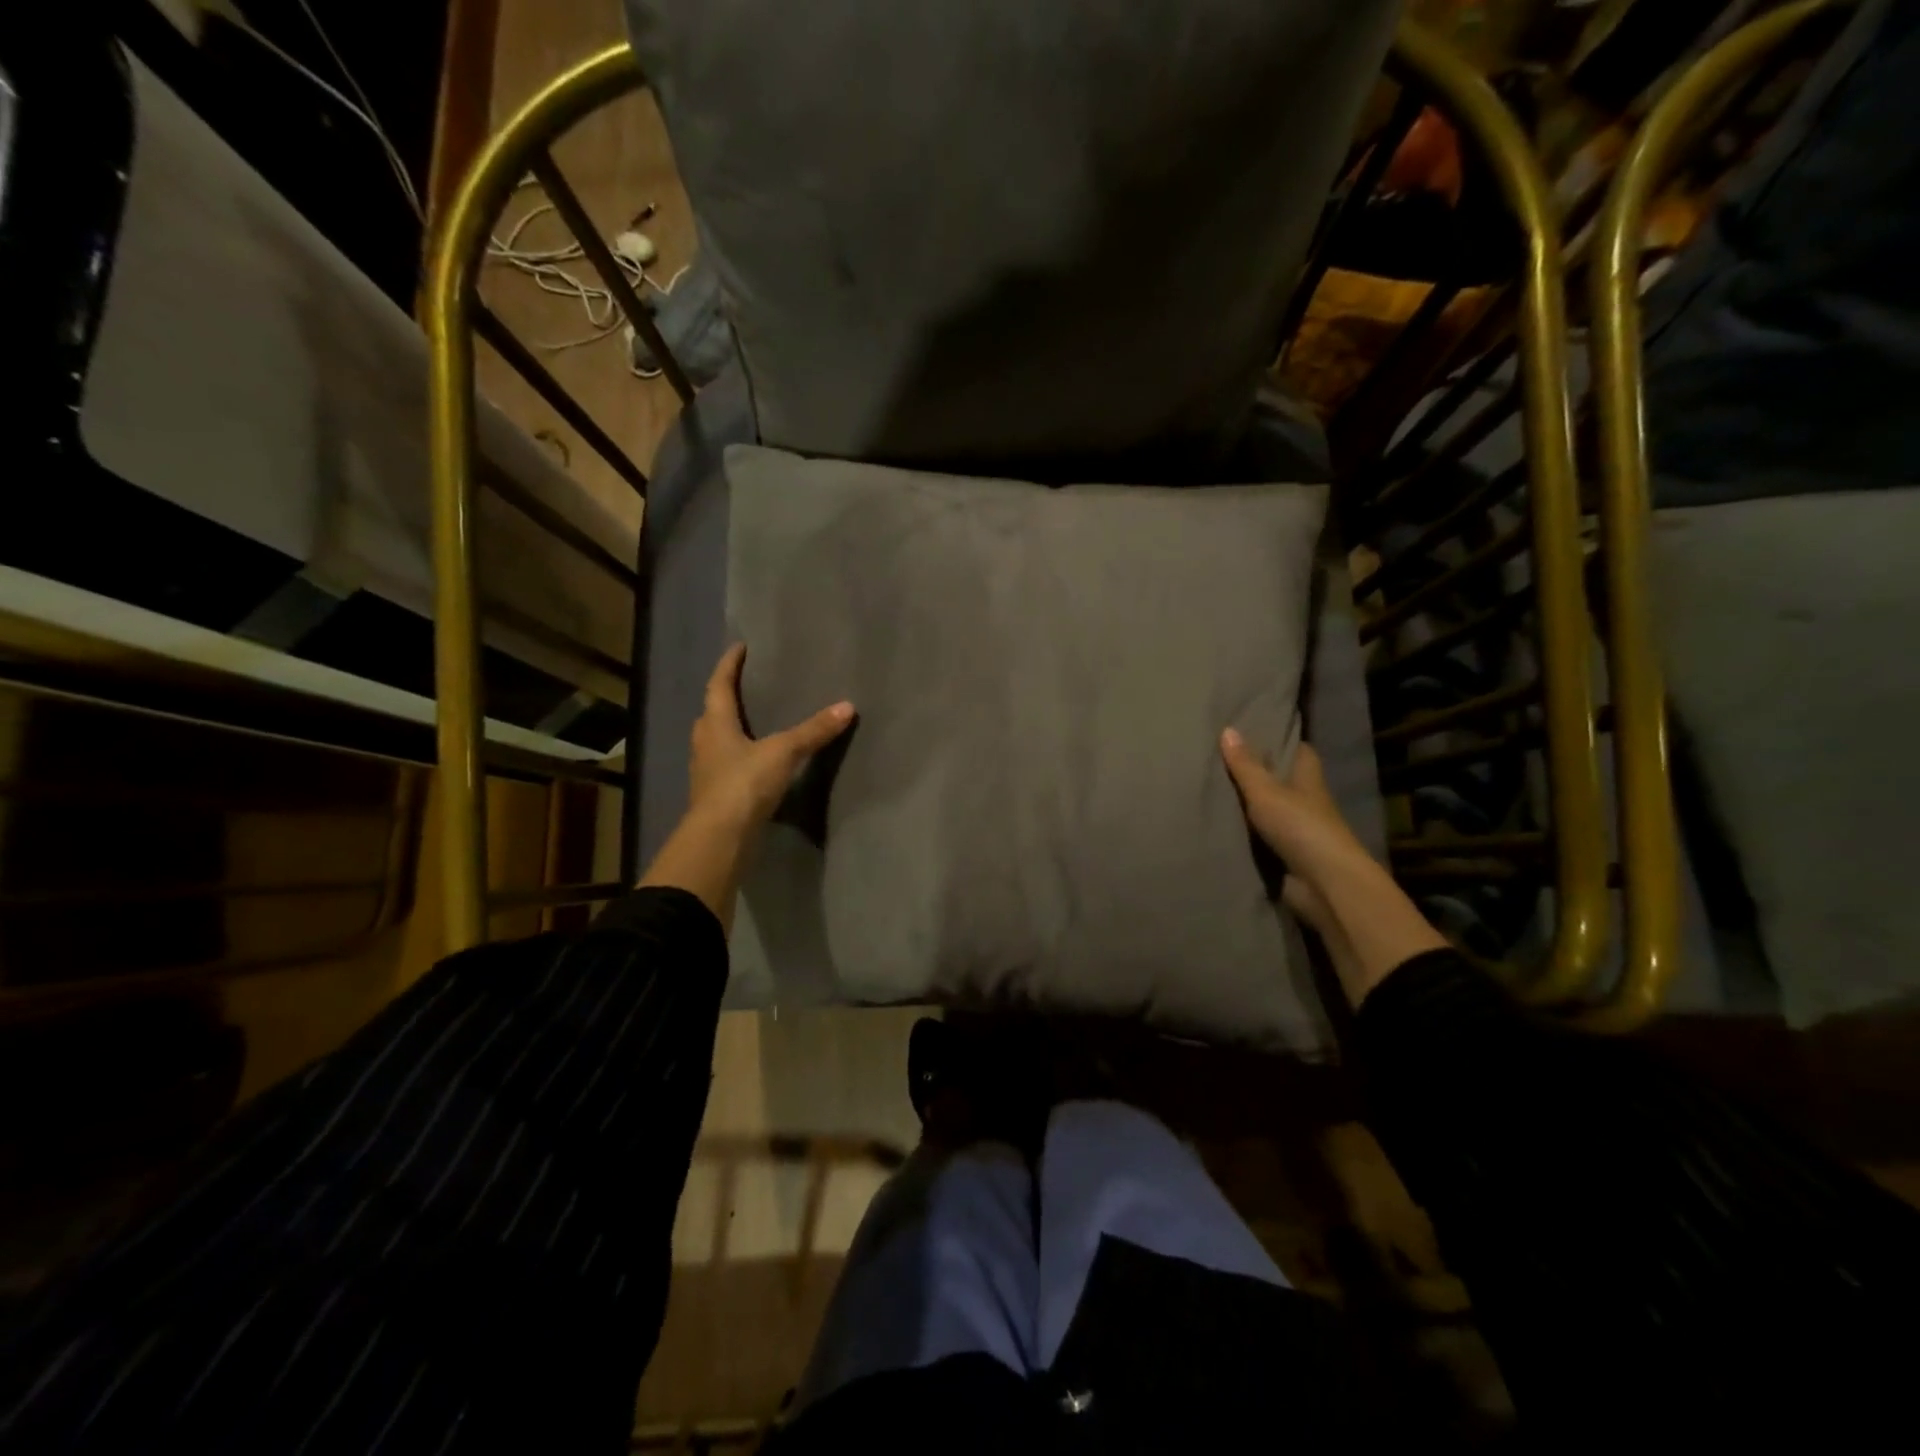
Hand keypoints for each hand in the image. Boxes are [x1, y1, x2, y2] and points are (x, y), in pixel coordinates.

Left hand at [639, 644, 852, 933]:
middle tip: (750, 685)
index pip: (718, 684)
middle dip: (728, 696)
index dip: (729, 664)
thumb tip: (847, 706)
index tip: (740, 647)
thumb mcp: (783, 752)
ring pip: (717, 739)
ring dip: (732, 727)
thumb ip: (813, 731)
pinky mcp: (715, 793)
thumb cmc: (744, 784)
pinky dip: (740, 755)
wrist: (720, 838)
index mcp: (715, 723)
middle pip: (713, 711)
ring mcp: (707, 769)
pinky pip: (726, 763)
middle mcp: (705, 741)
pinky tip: (757, 760)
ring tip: (756, 720)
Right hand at [1220, 730, 1447, 1004]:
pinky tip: (1219, 825)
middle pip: (1284, 781)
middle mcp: (1306, 802)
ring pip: (1271, 811)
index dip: (1283, 741)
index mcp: (1308, 780)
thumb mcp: (1266, 791)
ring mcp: (1298, 831)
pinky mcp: (1287, 856)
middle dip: (1260, 773)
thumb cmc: (1300, 827)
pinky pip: (1261, 838)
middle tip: (1223, 759)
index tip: (1257, 731)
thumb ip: (1245, 765)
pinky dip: (1245, 833)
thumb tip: (1228, 728)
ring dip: (1249, 806)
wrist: (1323, 884)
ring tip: (1211, 789)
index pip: (1300, 752)